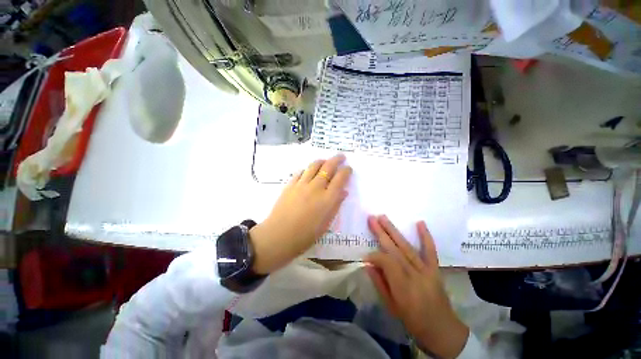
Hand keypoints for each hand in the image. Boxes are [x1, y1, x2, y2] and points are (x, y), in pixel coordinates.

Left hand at [250, 154, 351, 273]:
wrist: (279, 236)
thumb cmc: (306, 235)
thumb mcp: (326, 223)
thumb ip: (336, 205)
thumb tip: (343, 192)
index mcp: (328, 198)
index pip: (340, 178)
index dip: (346, 171)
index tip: (348, 168)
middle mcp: (316, 187)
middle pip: (328, 167)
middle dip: (337, 159)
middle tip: (341, 157)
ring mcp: (302, 184)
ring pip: (314, 165)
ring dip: (322, 161)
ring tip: (325, 161)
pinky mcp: (290, 185)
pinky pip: (301, 172)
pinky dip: (307, 169)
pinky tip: (308, 171)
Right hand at [364, 215, 468, 358]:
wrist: (442, 329)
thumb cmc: (412, 319)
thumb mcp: (391, 305)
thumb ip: (379, 282)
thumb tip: (368, 264)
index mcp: (402, 286)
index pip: (386, 262)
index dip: (374, 256)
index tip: (366, 256)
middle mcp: (414, 274)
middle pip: (394, 249)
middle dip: (381, 233)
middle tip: (371, 218)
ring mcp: (426, 269)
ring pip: (407, 246)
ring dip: (394, 230)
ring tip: (383, 217)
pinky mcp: (434, 268)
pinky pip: (430, 250)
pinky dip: (425, 236)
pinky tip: (420, 223)